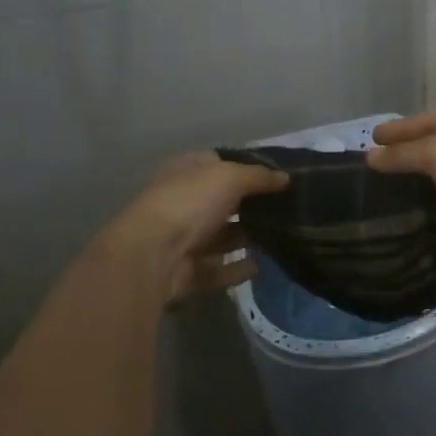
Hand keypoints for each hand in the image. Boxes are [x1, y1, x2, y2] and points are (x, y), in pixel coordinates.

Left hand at [101, 153, 287, 306]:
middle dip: (249, 205)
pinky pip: (218, 268)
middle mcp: (182, 202)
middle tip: (285, 208)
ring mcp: (182, 238)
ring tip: (279, 236)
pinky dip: (237, 268)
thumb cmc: (189, 202)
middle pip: (221, 201)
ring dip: (245, 237)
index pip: (217, 163)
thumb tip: (285, 177)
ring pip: (221, 236)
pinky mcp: (186, 271)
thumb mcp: (229, 177)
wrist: (151, 255)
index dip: (245, 167)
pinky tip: (260, 265)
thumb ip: (259, 176)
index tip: (276, 176)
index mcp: (185, 172)